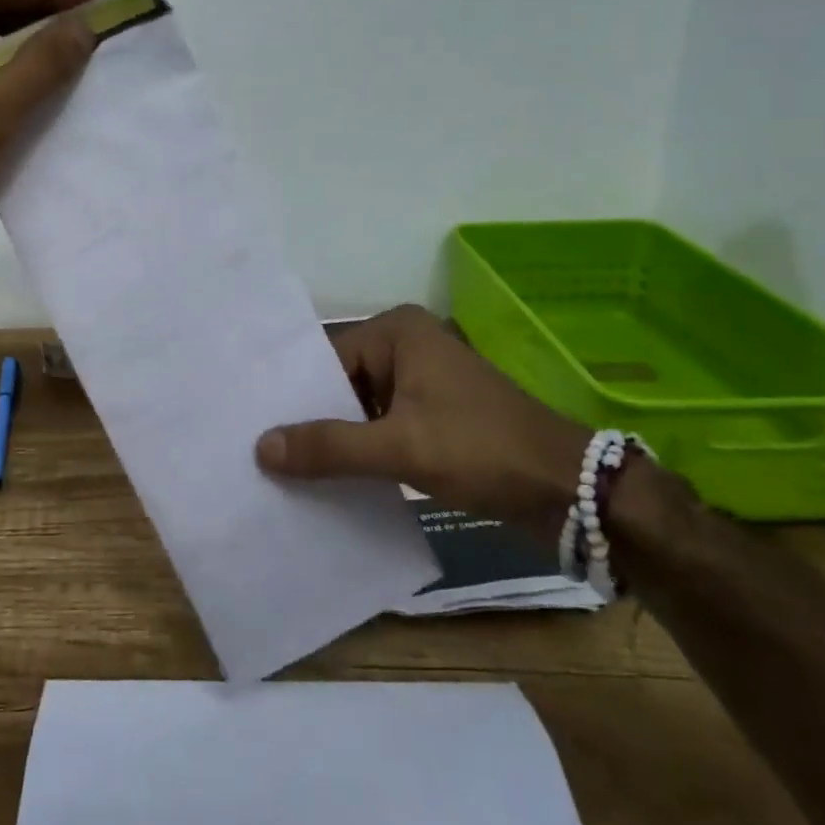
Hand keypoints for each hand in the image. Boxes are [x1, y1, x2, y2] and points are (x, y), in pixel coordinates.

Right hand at [255, 305, 591, 546]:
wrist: (572, 492)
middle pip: (340, 383)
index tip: (252, 425)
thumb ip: (330, 447)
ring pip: (360, 408)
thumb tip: (260, 447)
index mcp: (397, 332)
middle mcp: (406, 347)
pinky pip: (382, 427)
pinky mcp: (434, 416)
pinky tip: (328, 480)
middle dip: (310, 419)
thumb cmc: (482, 449)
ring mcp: (422, 382)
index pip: (325, 359)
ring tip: (282, 470)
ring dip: (335, 439)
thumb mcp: (400, 447)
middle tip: (259, 452)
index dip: (292, 394)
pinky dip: (361, 451)